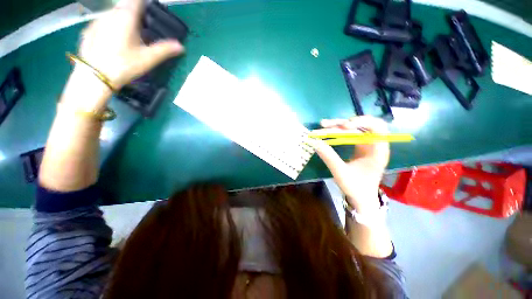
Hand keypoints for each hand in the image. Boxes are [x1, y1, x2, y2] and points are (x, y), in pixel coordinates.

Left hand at [78, 0, 183, 91]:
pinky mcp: (90, 28)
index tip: (150, 14)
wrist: (95, 75)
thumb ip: (165, 49)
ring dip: (123, 20)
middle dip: (135, 13)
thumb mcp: (148, 58)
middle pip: (126, 6)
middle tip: (142, 28)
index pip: (137, 1)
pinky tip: (114, 41)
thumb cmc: (124, 65)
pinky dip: (111, 26)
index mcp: (127, 16)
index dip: (145, 5)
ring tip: (129, 36)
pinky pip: (104, 21)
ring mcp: (98, 20)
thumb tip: (181, 46)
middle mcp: (111, 13)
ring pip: (114, 13)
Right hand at [310, 116, 389, 212]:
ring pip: (354, 128)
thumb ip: (328, 157)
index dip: (362, 122)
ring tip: (323, 125)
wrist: (361, 198)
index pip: (377, 128)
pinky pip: (349, 134)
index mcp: (377, 151)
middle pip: (362, 125)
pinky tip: (328, 130)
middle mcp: (374, 145)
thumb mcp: (340, 173)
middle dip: (342, 123)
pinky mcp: (359, 146)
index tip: (344, 126)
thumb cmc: (355, 188)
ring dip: (338, 126)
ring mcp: (366, 144)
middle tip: (325, 124)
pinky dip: (338, 131)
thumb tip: (314, 142)